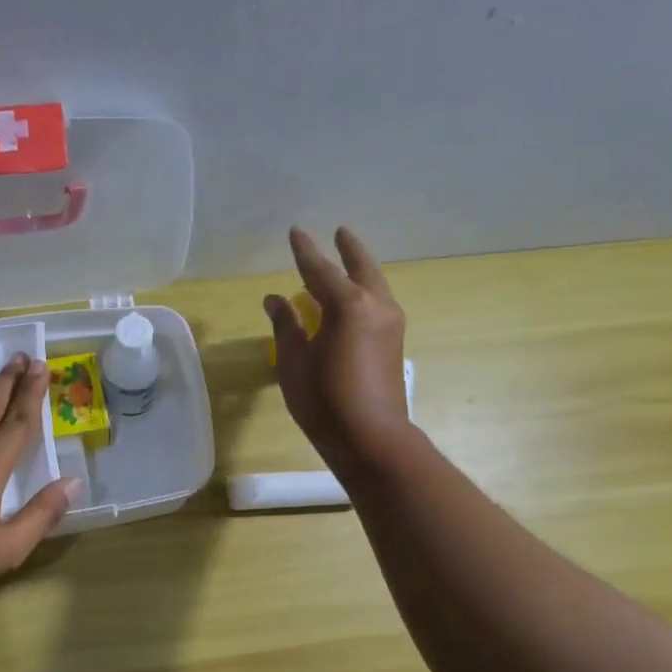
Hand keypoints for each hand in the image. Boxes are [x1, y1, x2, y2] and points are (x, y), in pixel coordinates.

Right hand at [266, 226, 413, 478]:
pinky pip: (378, 304)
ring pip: (375, 285)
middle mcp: (375, 306)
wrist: (372, 439)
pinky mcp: (395, 344)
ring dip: (360, 270)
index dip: (304, 251)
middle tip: (340, 232)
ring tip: (347, 263)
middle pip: (360, 269)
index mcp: (348, 305)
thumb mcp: (294, 362)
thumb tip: (276, 299)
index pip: (320, 270)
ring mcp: (390, 325)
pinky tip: (355, 301)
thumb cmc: (325, 400)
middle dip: (348, 249)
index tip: (296, 232)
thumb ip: (286, 326)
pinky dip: (365, 292)